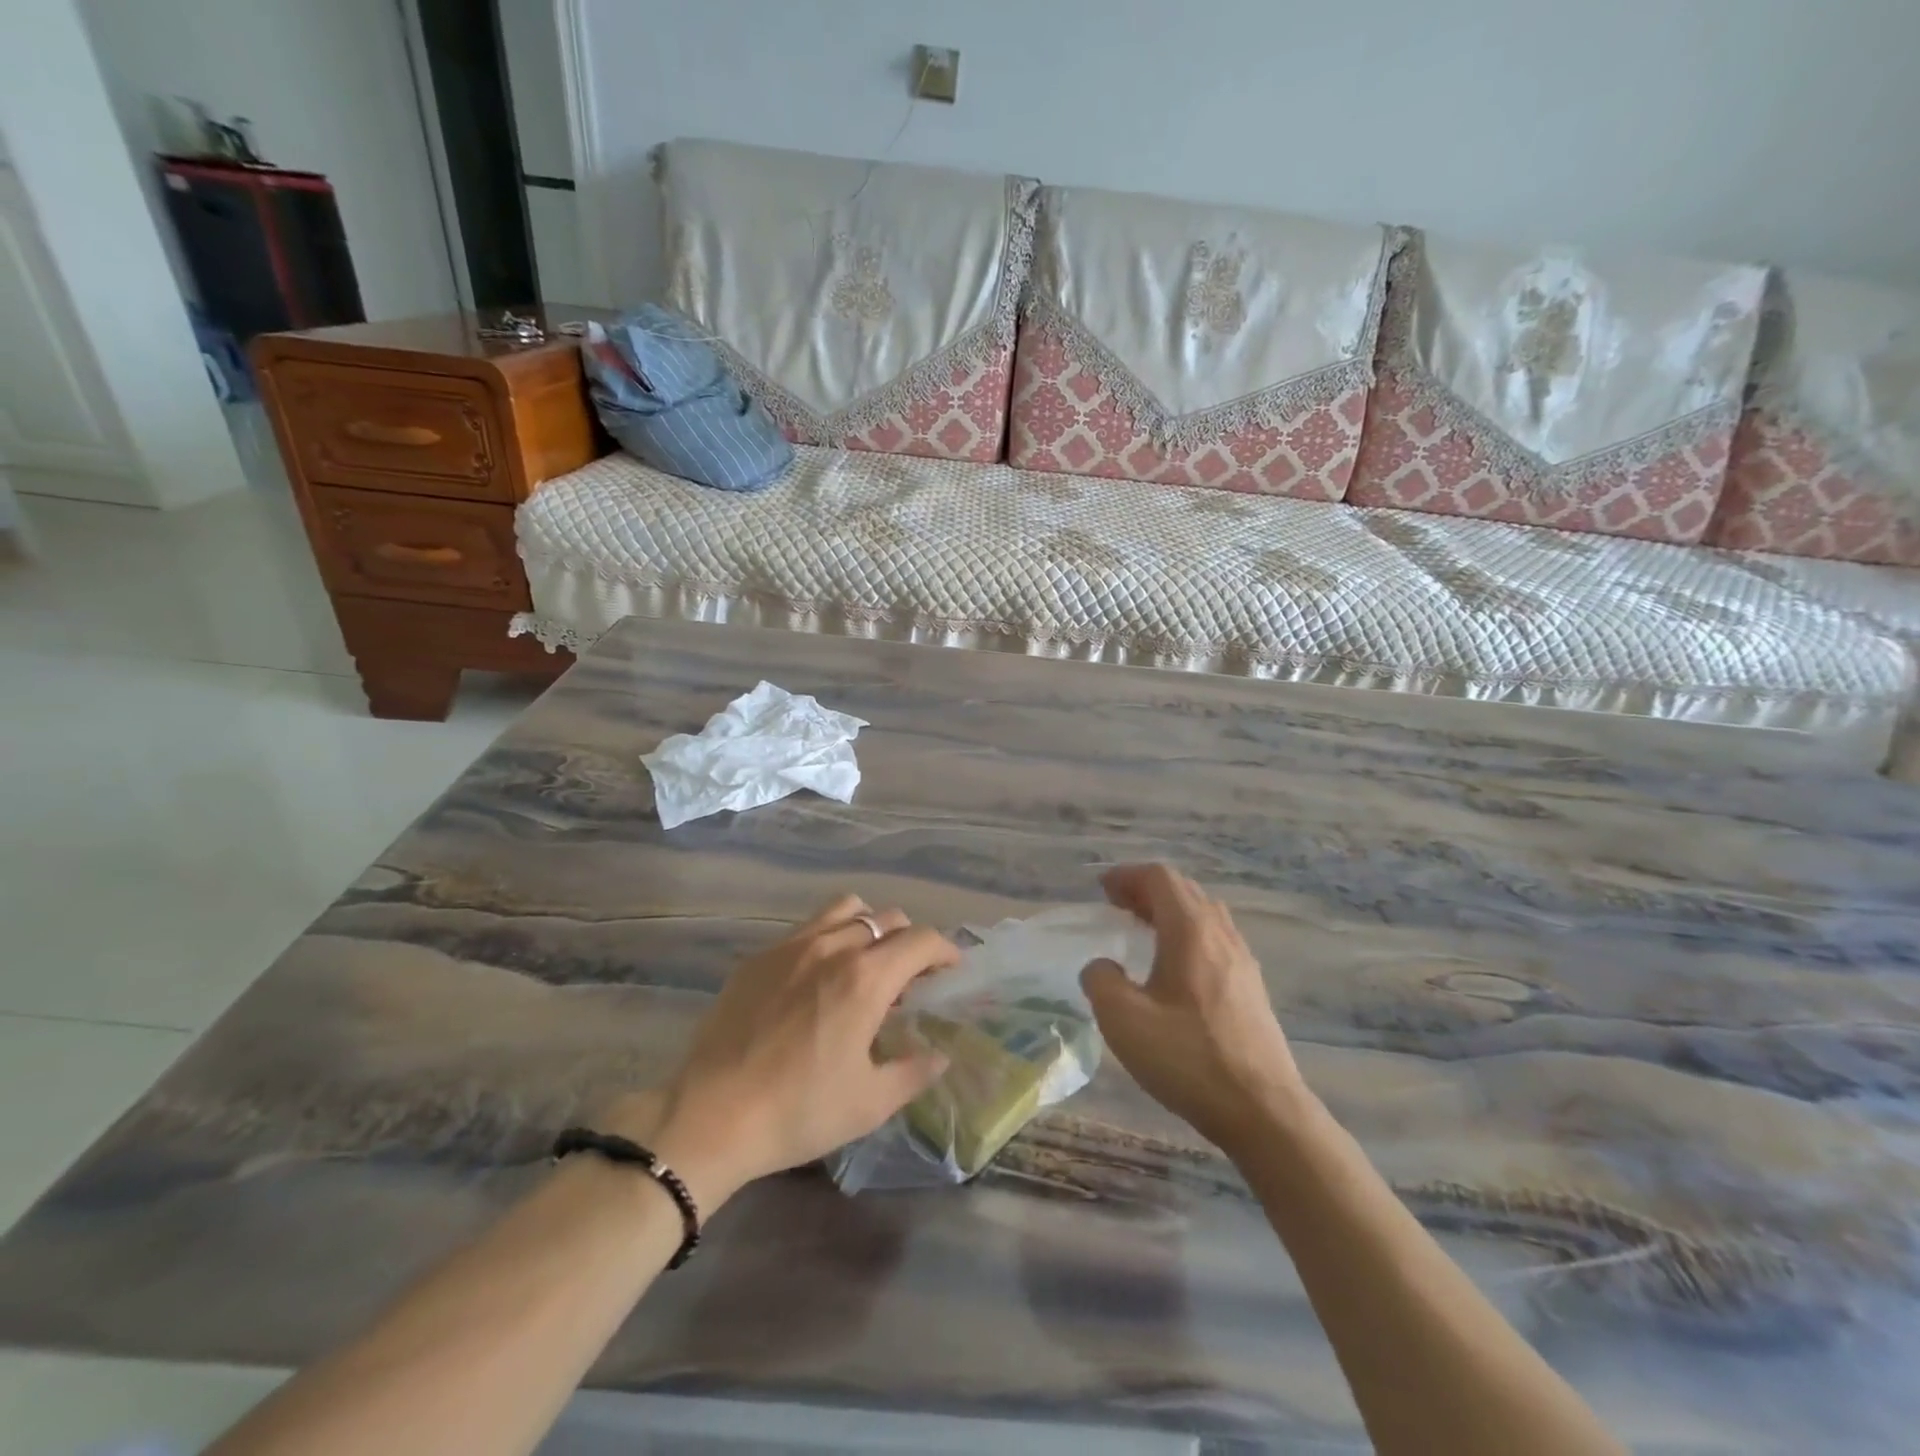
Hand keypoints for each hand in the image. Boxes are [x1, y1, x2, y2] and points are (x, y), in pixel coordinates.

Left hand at [614, 895, 958, 1206]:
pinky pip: (807, 927)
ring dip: (868, 926)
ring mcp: (791, 946)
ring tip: (865, 961)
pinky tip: (817, 976)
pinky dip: (829, 937)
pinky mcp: (759, 957)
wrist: (711, 1115)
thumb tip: (941, 1055)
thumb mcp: (869, 1103)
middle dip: (909, 940)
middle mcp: (833, 947)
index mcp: (866, 979)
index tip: (951, 968)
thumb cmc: (799, 1111)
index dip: (945, 949)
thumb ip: (914, 1072)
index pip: (921, 939)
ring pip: (845, 909)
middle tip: (908, 977)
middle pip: (887, 918)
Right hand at [1081, 864, 1308, 1153]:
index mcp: (1190, 930)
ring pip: (1204, 914)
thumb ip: (1101, 981)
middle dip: (1147, 890)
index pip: (1159, 878)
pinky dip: (1188, 934)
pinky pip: (1215, 939)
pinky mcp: (1252, 987)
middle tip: (1117, 906)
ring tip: (1142, 931)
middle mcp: (1221, 934)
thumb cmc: (1189, 1058)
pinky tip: (1174, 968)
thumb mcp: (1123, 1020)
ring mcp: (1242, 960)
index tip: (1102, 890)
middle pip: (1184, 890)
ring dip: (1170, 911)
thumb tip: (1102, 966)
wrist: (1263, 1111)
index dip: (1127, 876)